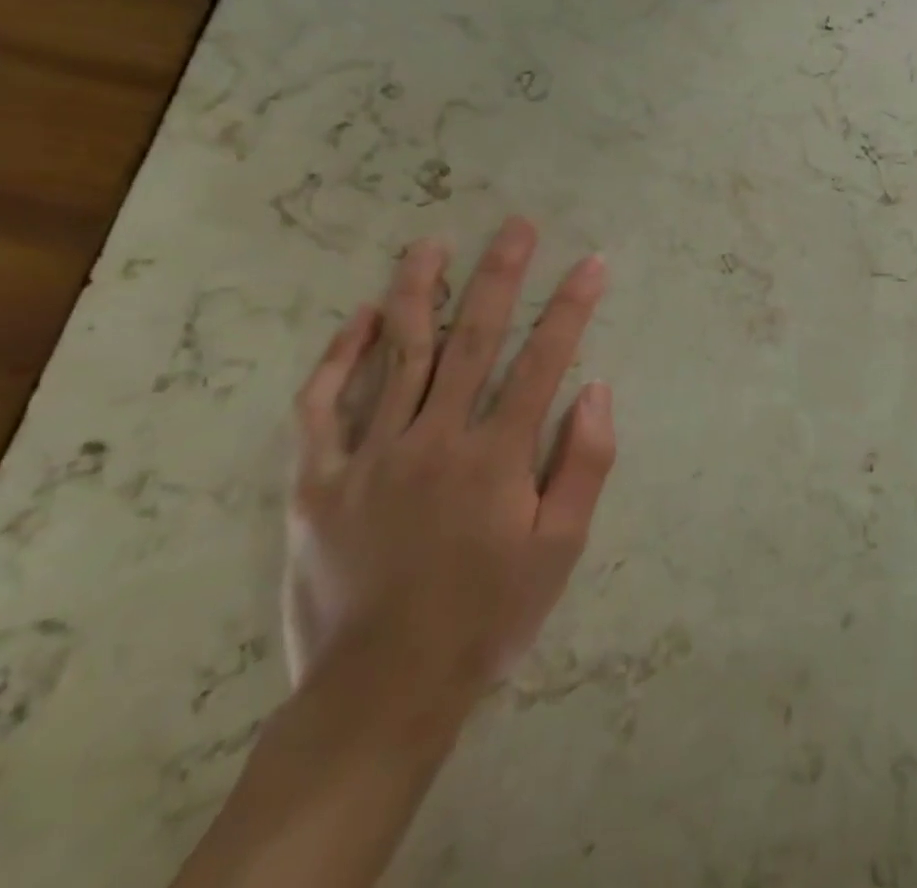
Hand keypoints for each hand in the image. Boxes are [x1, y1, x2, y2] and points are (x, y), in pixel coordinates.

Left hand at [282, 219, 614, 722]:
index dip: (572, 307)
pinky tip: (361, 316)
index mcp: (495, 456)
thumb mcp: (559, 550)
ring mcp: (370, 454)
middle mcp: (434, 439)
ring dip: (419, 291)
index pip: (544, 360)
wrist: (382, 690)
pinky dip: (342, 354)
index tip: (592, 263)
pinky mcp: (318, 478)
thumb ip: (584, 465)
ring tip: (432, 243)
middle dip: (501, 274)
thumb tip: (597, 389)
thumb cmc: (487, 615)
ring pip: (398, 353)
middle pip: (473, 338)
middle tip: (517, 225)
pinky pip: (324, 403)